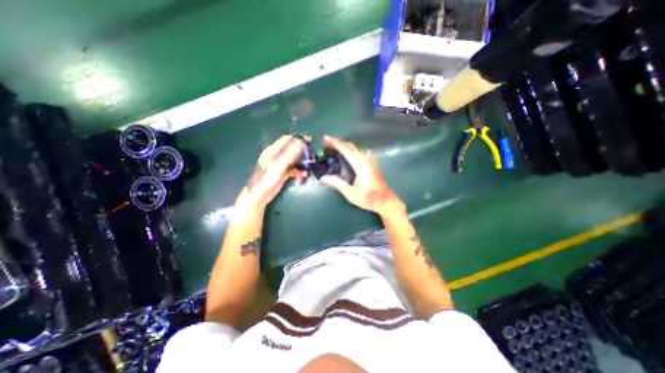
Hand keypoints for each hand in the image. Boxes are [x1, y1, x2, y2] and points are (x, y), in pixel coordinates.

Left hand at [238, 135, 310, 211]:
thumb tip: (300, 143)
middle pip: (292, 150)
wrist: (260, 196)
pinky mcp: (283, 173)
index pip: (287, 139)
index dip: (298, 138)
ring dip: (302, 165)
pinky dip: (299, 173)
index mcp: (273, 151)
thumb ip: (289, 154)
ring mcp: (280, 165)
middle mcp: (277, 156)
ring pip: (294, 160)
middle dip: (303, 154)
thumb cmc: (266, 180)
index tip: (310, 141)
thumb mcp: (278, 166)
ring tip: (307, 171)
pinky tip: (302, 178)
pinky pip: (294, 170)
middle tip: (312, 158)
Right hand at [319, 134, 404, 214]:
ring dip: (344, 145)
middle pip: (351, 147)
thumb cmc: (369, 199)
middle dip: (338, 142)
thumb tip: (323, 177)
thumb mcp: (351, 194)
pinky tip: (347, 153)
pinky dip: (350, 149)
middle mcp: (366, 160)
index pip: (347, 151)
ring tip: (334, 145)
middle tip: (327, 141)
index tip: (326, 139)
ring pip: (356, 148)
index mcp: (361, 166)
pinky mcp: (371, 164)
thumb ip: (338, 184)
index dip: (336, 144)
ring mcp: (370, 162)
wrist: (386, 201)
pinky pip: (359, 152)